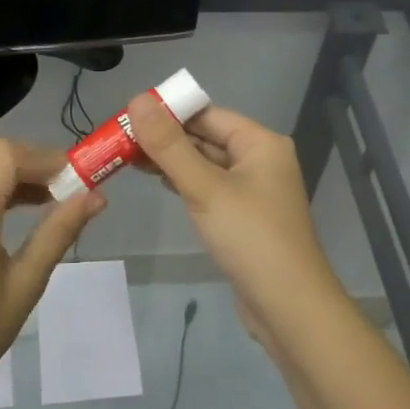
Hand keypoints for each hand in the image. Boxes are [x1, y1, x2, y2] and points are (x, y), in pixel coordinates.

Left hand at [0, 132, 104, 398]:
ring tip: (44, 198)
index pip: (4, 156)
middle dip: (27, 157)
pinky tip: (15, 209)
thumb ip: (59, 233)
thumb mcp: (26, 285)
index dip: (43, 159)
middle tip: (59, 187)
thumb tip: (97, 197)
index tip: (75, 179)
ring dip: (9, 166)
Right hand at [125, 94, 348, 344]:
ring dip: (173, 161)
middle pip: (207, 137)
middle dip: (166, 138)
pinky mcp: (245, 216)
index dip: (169, 112)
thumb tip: (138, 100)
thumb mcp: (204, 188)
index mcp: (260, 143)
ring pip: (207, 164)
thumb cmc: (250, 238)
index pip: (207, 114)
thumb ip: (169, 145)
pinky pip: (211, 188)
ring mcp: (254, 190)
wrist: (289, 308)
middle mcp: (261, 160)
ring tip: (129, 159)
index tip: (128, 116)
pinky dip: (186, 183)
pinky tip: (160, 183)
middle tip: (120, 140)